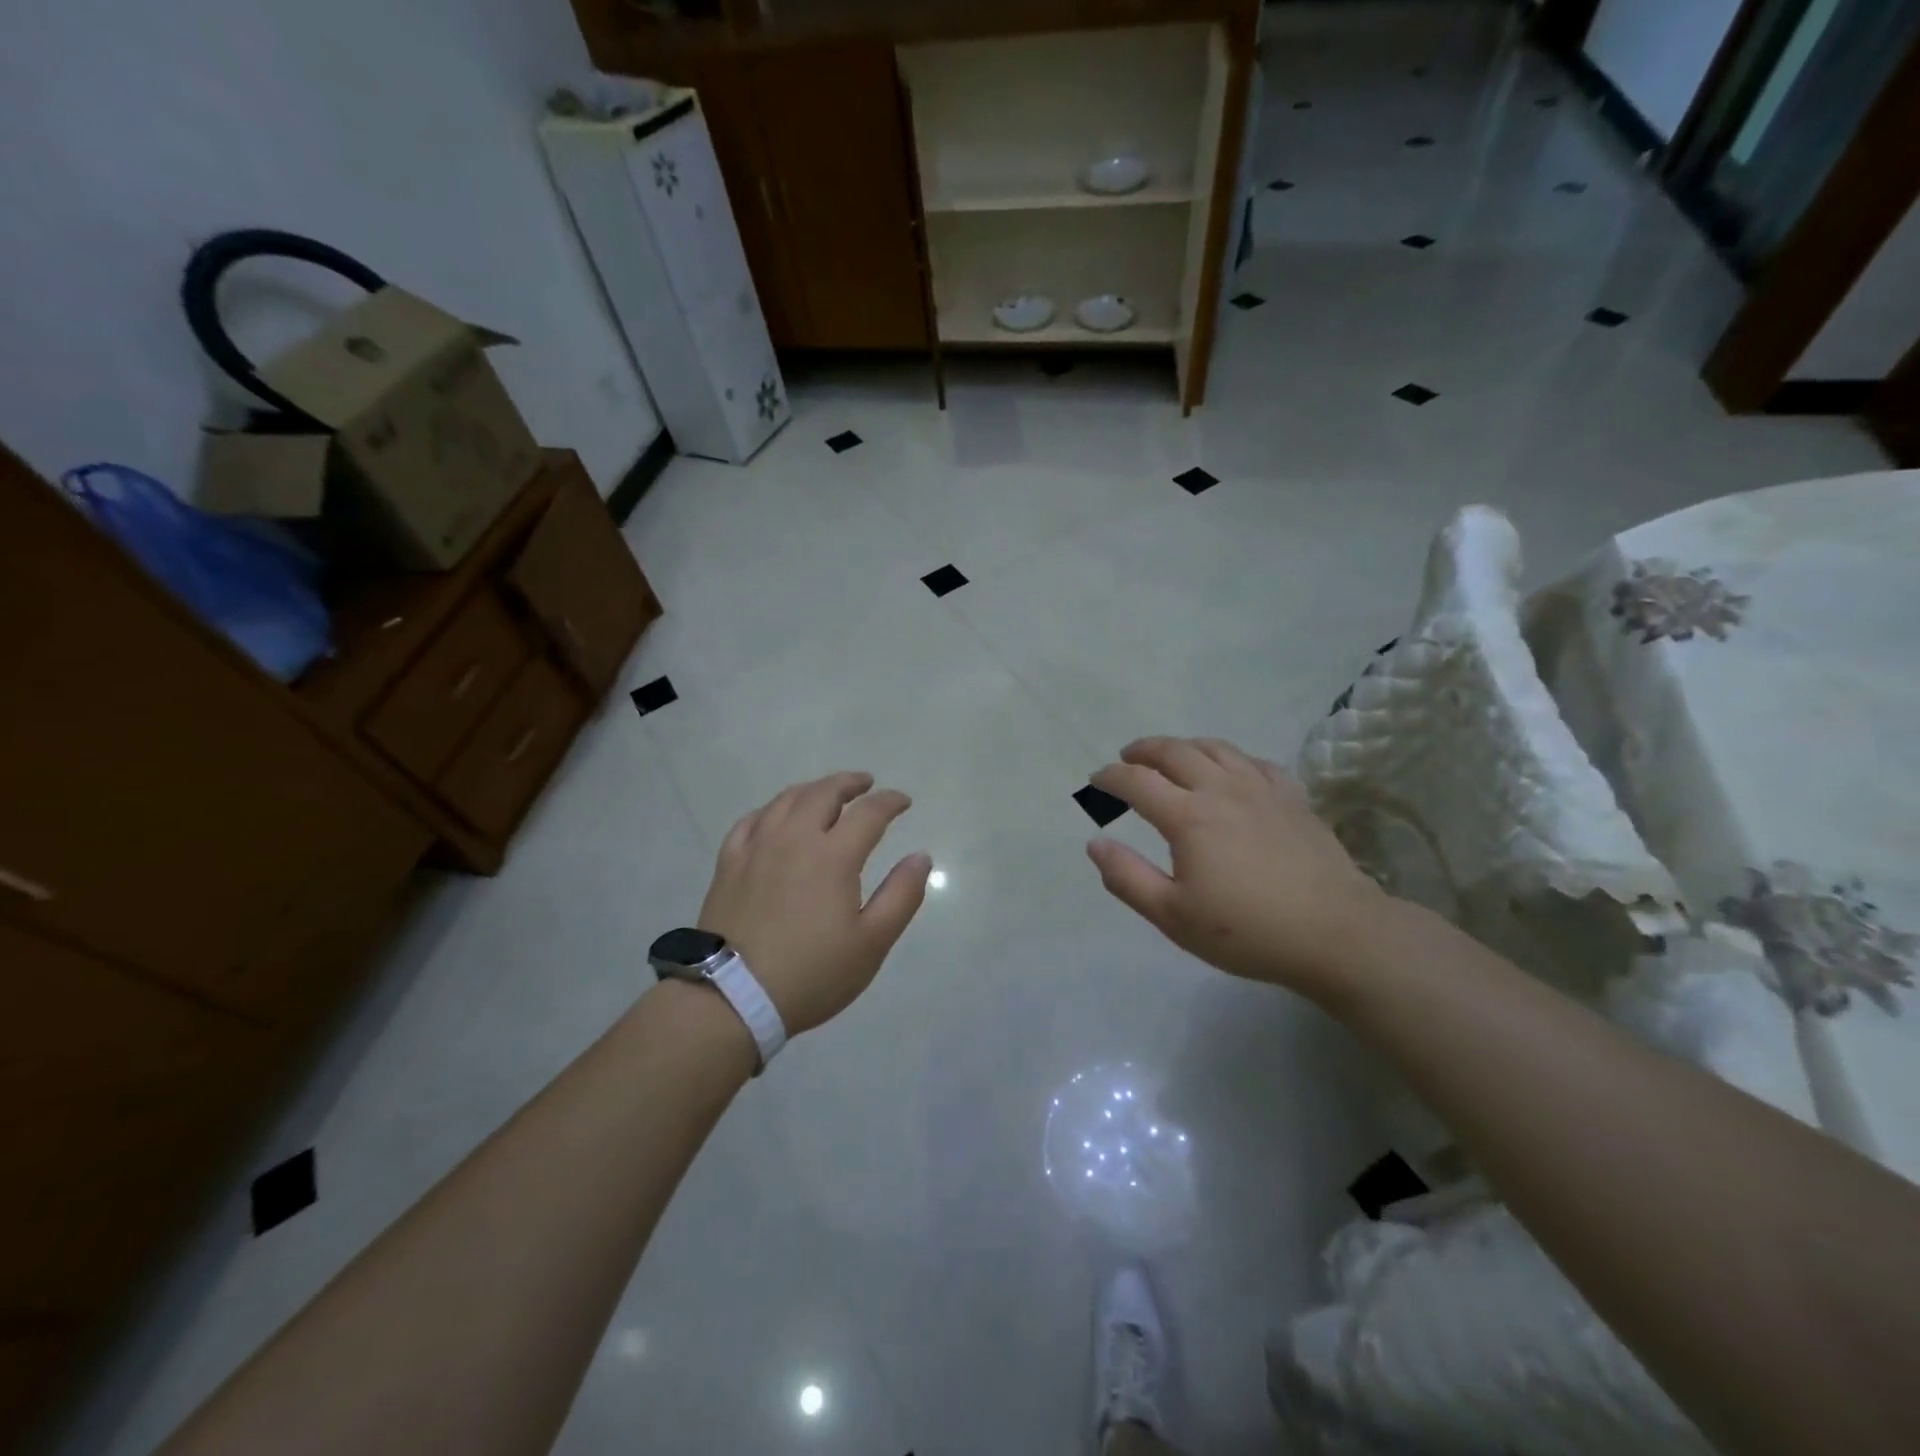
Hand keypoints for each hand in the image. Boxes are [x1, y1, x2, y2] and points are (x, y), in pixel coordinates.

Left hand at [697, 772, 930, 1035]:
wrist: (732, 997)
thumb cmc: (812, 973)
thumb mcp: (872, 943)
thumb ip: (901, 895)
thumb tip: (921, 857)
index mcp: (833, 856)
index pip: (869, 812)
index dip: (890, 802)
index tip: (903, 802)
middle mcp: (794, 839)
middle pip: (823, 793)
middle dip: (849, 783)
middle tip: (866, 784)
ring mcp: (756, 848)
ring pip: (786, 800)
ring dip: (812, 789)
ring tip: (825, 793)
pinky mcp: (729, 864)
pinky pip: (750, 821)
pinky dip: (770, 810)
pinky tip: (774, 817)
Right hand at [1085, 737, 1384, 998]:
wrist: (1336, 933)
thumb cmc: (1247, 930)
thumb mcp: (1173, 916)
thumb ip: (1127, 878)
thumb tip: (1095, 843)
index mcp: (1188, 817)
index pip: (1137, 781)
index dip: (1110, 777)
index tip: (1096, 781)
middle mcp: (1221, 790)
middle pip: (1174, 752)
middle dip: (1144, 750)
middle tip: (1127, 757)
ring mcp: (1261, 789)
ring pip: (1215, 748)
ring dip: (1184, 746)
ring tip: (1171, 756)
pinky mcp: (1293, 797)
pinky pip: (1254, 762)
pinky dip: (1230, 758)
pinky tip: (1230, 771)